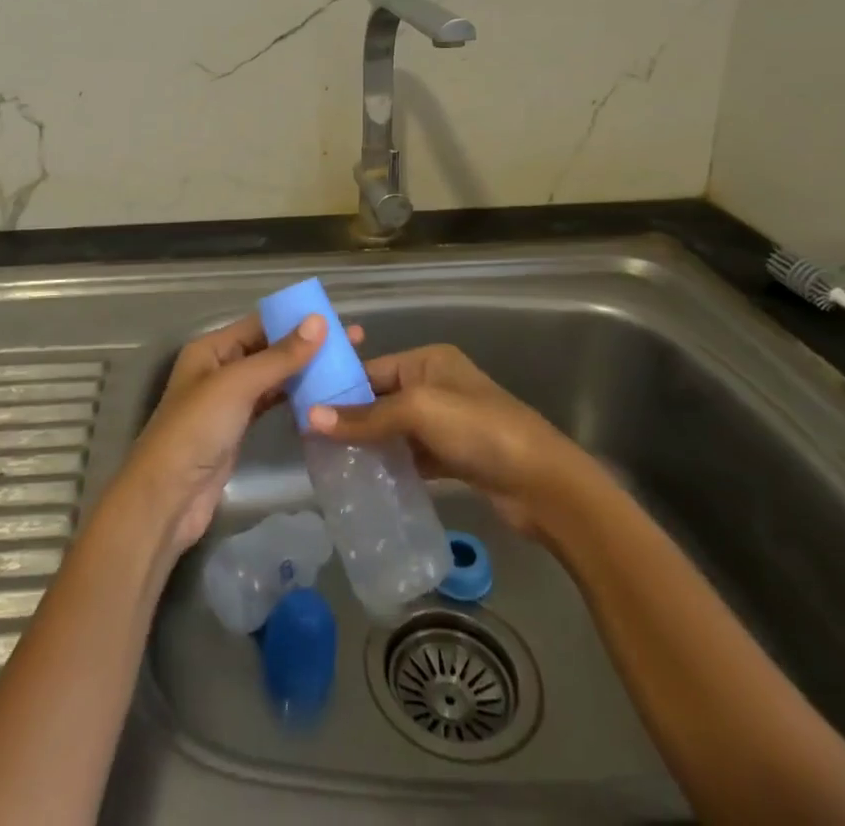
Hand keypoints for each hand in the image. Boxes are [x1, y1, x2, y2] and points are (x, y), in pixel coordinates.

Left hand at [112, 313, 360, 556]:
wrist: (169, 497)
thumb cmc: (197, 429)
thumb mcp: (238, 385)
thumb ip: (280, 356)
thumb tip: (319, 321)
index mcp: (211, 349)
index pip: (260, 324)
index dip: (297, 320)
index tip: (337, 320)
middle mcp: (220, 369)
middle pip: (269, 350)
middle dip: (307, 346)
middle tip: (353, 344)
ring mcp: (229, 401)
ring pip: (273, 378)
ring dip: (305, 372)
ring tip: (346, 368)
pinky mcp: (239, 430)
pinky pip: (272, 404)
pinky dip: (295, 399)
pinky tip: (323, 397)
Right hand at [307, 344, 589, 536]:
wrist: (541, 482)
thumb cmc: (477, 429)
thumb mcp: (418, 412)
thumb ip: (366, 417)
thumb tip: (309, 419)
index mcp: (429, 360)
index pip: (372, 369)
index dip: (340, 388)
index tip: (303, 408)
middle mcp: (436, 384)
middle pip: (382, 399)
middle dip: (351, 418)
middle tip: (311, 441)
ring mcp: (447, 422)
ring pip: (395, 429)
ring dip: (369, 444)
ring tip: (329, 462)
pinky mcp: (454, 456)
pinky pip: (412, 455)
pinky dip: (392, 464)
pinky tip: (365, 480)